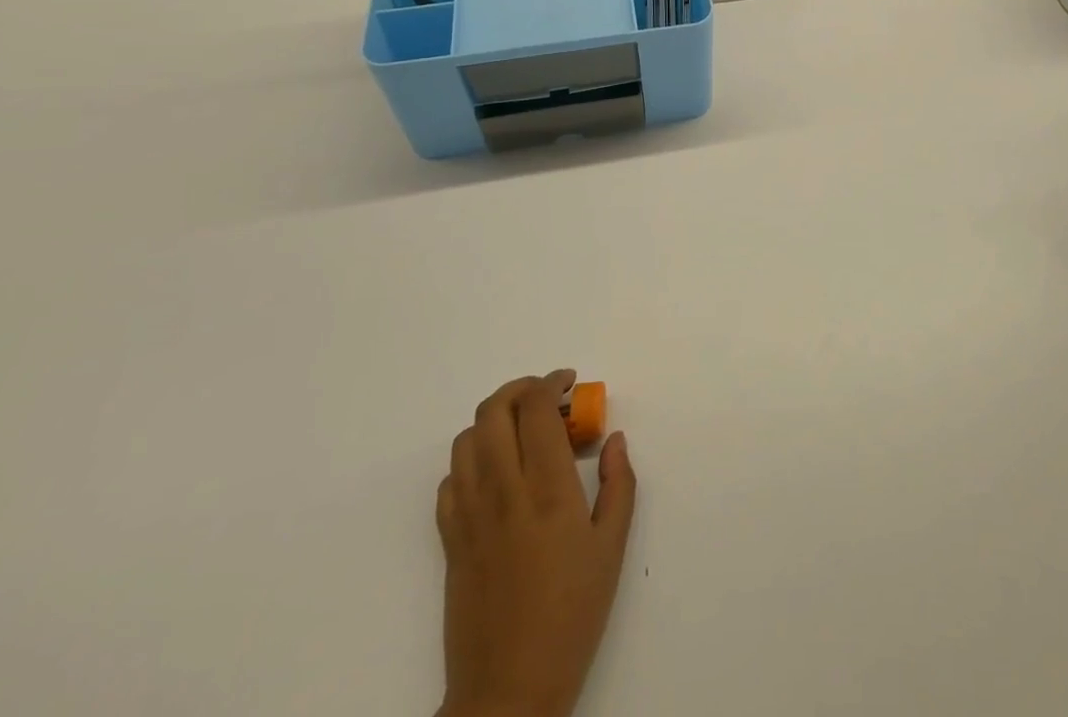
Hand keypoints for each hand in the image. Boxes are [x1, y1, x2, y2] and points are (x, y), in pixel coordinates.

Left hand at [436, 371, 636, 716]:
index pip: (536, 407)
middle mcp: (503, 490)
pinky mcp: (449, 541)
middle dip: (520, 389)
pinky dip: (471, 461)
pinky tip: (495, 476)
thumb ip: (619, 483)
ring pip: (466, 439)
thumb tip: (613, 438)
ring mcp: (469, 516)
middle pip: (494, 410)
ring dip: (494, 421)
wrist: (508, 691)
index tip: (569, 383)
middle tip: (546, 398)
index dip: (551, 382)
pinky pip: (449, 481)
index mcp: (548, 488)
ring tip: (520, 433)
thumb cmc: (572, 615)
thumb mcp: (612, 547)